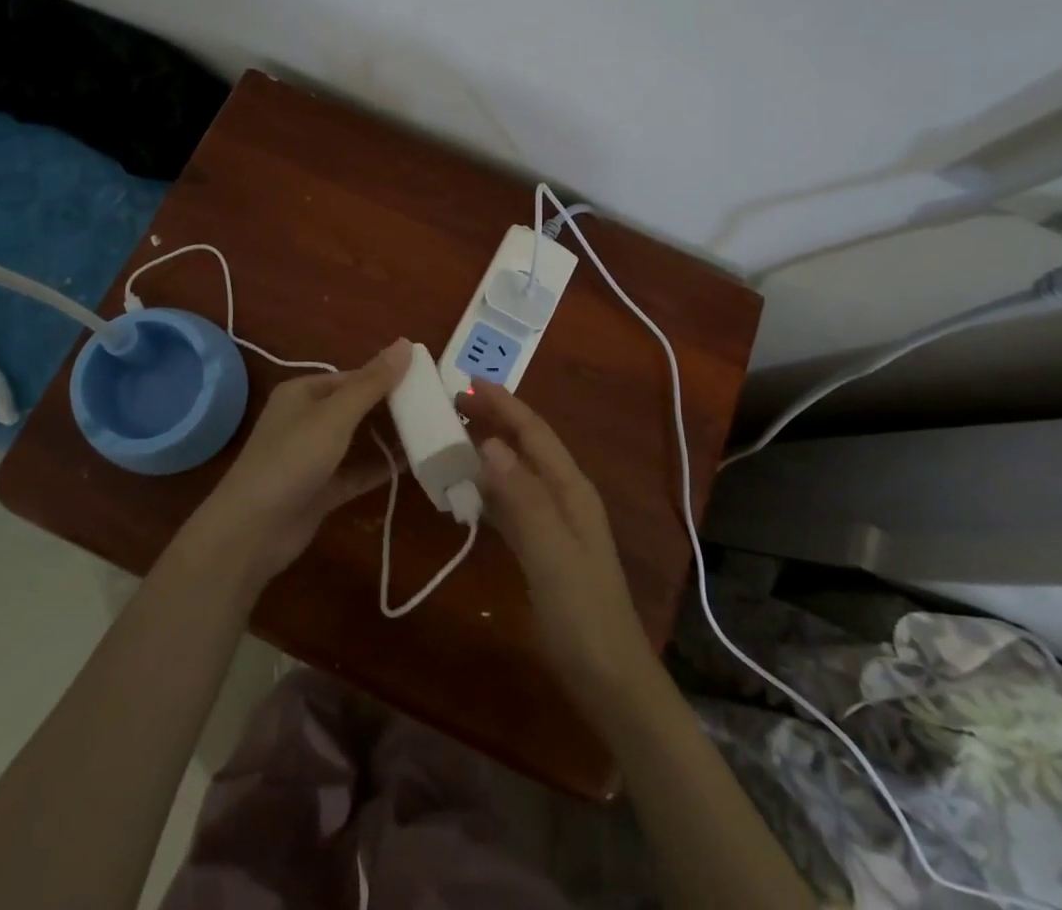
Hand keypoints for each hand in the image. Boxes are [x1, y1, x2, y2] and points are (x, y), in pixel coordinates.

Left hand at [192, 339, 411, 586]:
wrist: (251, 531)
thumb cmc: (292, 459)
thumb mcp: (335, 415)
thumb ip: (372, 382)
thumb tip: (406, 342)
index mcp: (303, 392)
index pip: (352, 377)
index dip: (387, 377)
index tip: (425, 381)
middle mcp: (306, 419)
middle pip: (356, 407)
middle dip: (391, 407)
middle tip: (434, 407)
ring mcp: (313, 457)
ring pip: (358, 440)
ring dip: (388, 438)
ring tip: (430, 432)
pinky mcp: (321, 489)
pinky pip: (356, 471)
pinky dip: (380, 467)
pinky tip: (413, 465)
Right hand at [466, 382, 657, 714]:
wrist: (609, 679)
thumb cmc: (582, 612)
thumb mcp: (551, 552)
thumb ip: (522, 497)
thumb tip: (490, 443)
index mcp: (571, 489)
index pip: (534, 433)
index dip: (504, 405)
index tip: (468, 382)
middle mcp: (565, 497)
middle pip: (526, 446)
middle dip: (494, 421)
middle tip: (453, 404)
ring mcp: (555, 524)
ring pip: (517, 473)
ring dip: (489, 452)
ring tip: (453, 438)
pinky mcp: (543, 549)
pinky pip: (511, 504)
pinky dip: (488, 490)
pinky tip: (467, 494)